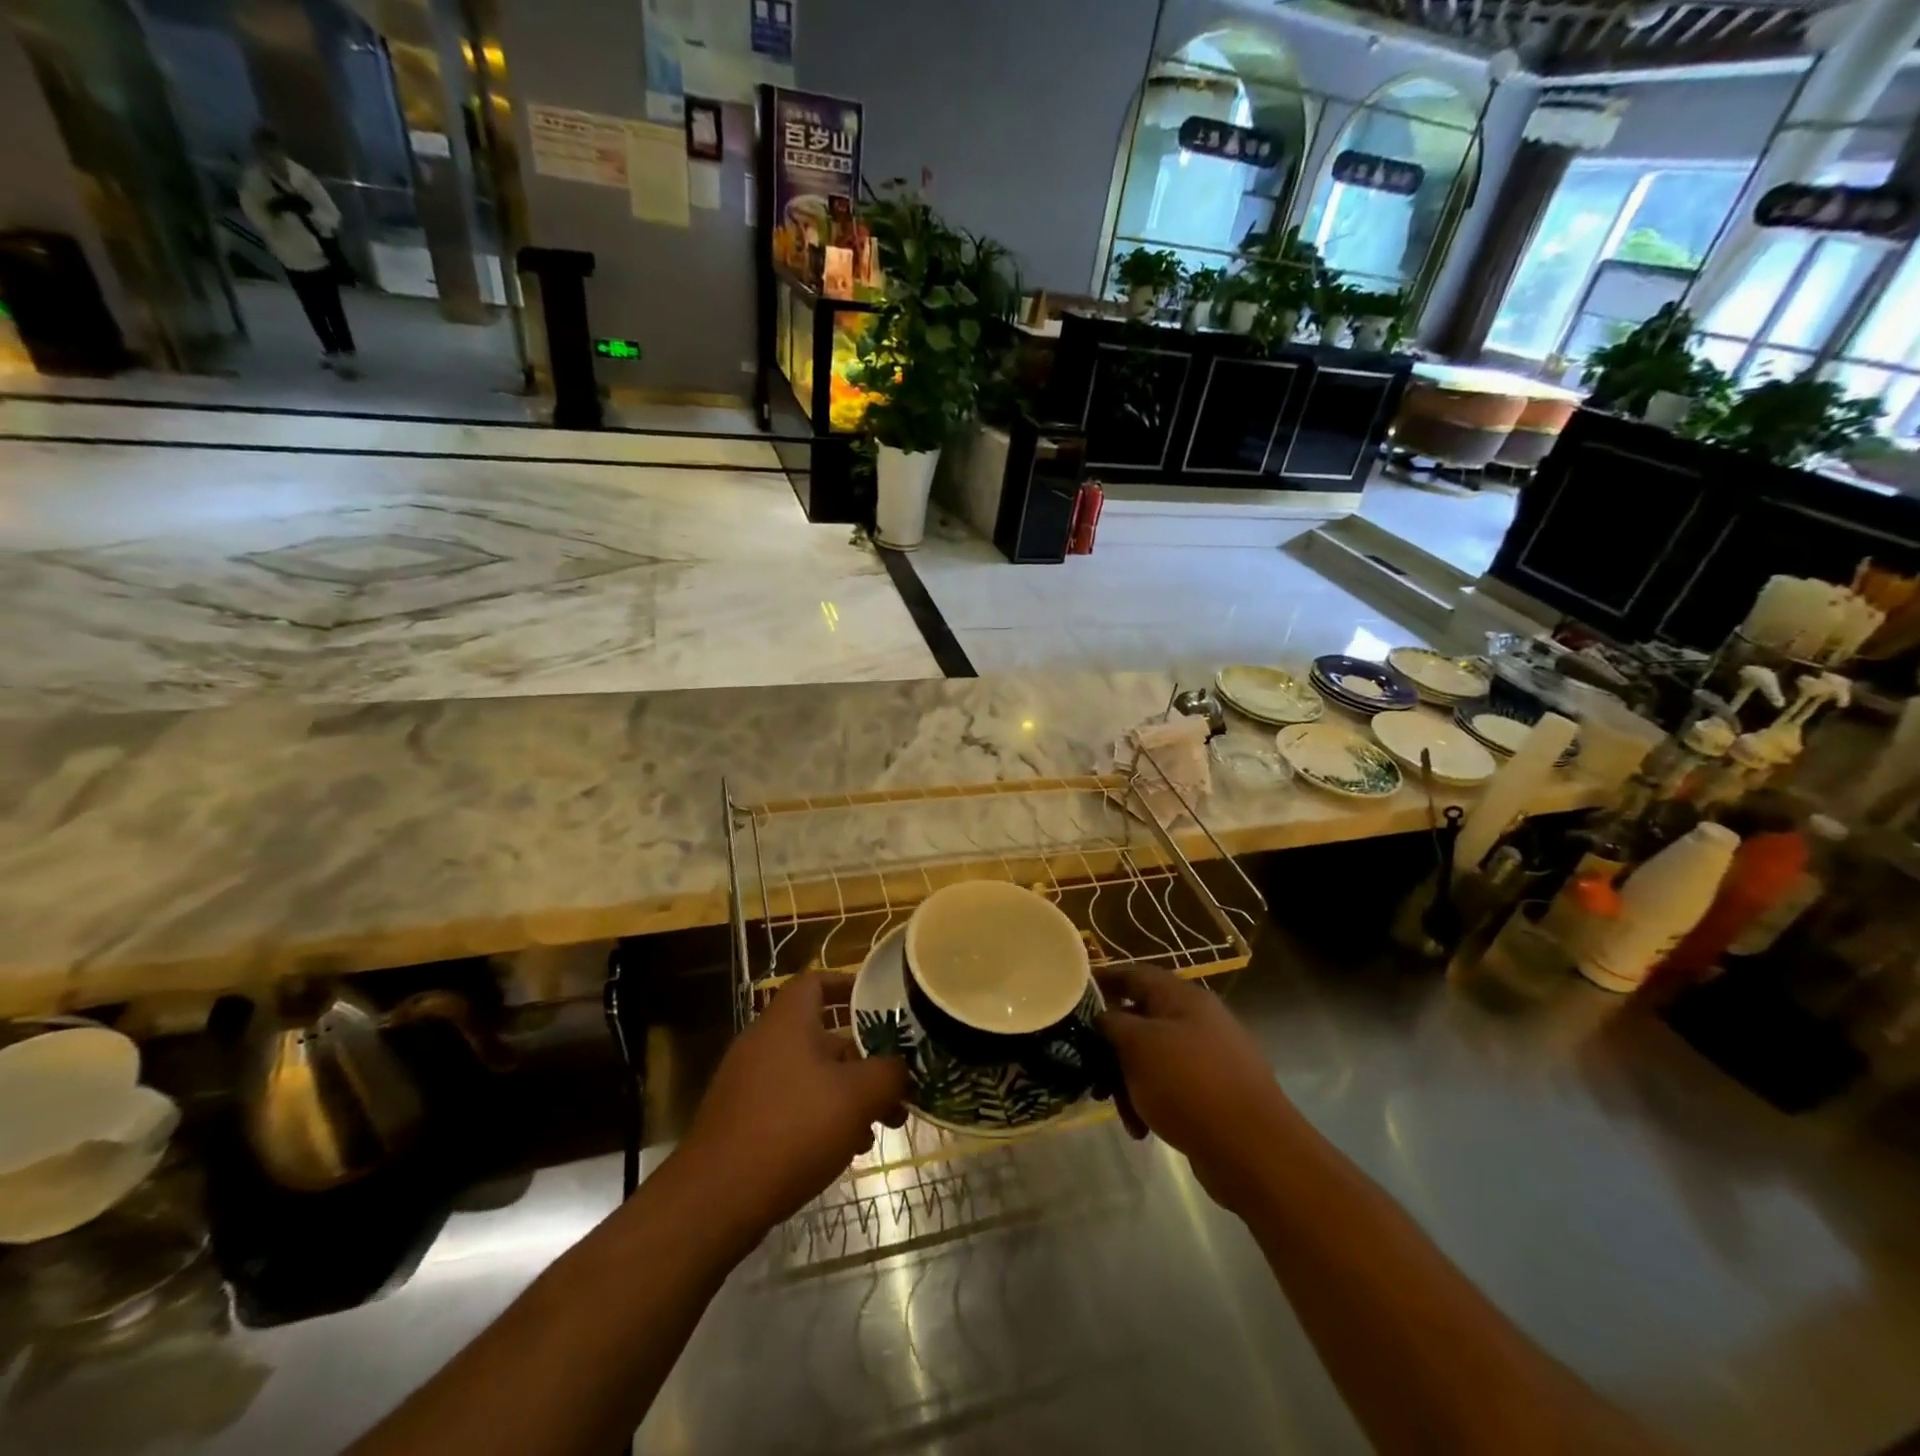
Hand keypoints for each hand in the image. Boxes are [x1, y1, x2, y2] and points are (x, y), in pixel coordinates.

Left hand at [678, 974, 906, 1237]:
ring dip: (846, 1093)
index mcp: (787, 1021)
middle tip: (894, 1084)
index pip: (817, 981)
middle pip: (821, 1033)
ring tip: (879, 1127)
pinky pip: (790, 1102)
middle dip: (863, 1058)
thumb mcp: (857, 1096)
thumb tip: (901, 1067)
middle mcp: (764, 1042)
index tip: (880, 1002)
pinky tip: (844, 1150)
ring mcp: (748, 1081)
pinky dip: (820, 1115)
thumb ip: (889, 1073)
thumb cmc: (793, 1129)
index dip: (849, 985)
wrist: (715, 1199)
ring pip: (810, 1073)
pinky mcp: (742, 1118)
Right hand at [1096, 965, 1293, 1208]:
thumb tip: (1101, 1017)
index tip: (1072, 994)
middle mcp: (1198, 1020)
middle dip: (1112, 1047)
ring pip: (1152, 1058)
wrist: (1253, 1150)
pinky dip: (1150, 1101)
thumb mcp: (1138, 1046)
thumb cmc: (1189, 1084)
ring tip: (1121, 1113)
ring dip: (1128, 1081)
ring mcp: (1209, 1057)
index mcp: (1183, 998)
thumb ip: (1112, 1023)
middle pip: (1140, 1020)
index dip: (1102, 979)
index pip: (1134, 974)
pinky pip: (1170, 1087)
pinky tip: (1142, 1130)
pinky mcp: (1214, 1093)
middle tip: (1090, 1072)